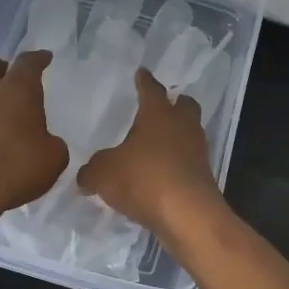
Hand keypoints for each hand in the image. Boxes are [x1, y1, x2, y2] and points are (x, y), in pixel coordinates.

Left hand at [0, 50, 68, 224]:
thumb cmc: (15, 167)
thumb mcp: (53, 159)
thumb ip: (53, 145)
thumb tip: (45, 143)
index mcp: (17, 90)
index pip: (28, 62)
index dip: (38, 59)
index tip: (45, 57)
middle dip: (2, 68)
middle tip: (13, 78)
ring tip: (5, 121)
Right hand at [79, 68, 220, 232]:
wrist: (187, 215)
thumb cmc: (143, 179)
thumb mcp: (103, 174)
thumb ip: (92, 171)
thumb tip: (85, 176)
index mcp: (158, 114)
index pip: (151, 89)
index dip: (144, 81)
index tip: (142, 73)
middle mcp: (182, 126)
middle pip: (184, 105)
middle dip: (174, 104)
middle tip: (161, 107)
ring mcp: (197, 151)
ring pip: (189, 133)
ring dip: (177, 135)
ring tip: (158, 144)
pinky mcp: (203, 176)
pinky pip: (189, 161)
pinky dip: (177, 163)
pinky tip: (162, 174)